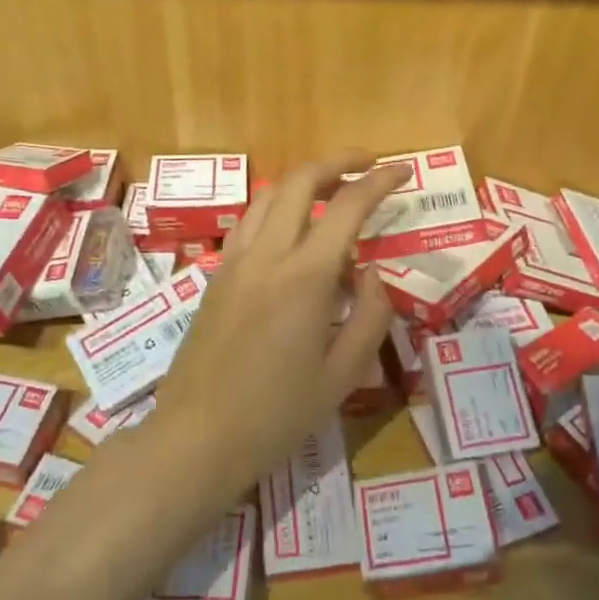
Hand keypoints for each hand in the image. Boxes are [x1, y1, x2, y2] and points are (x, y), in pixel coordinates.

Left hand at [149, 152, 410, 494]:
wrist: (197, 438)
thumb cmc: (277, 415)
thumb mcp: (344, 375)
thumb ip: (369, 314)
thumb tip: (370, 272)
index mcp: (304, 277)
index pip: (347, 206)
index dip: (378, 181)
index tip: (401, 171)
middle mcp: (267, 255)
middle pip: (299, 180)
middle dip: (337, 161)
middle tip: (368, 163)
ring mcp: (234, 262)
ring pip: (267, 195)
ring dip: (303, 180)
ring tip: (332, 189)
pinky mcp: (216, 276)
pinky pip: (249, 222)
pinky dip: (276, 206)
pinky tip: (291, 229)